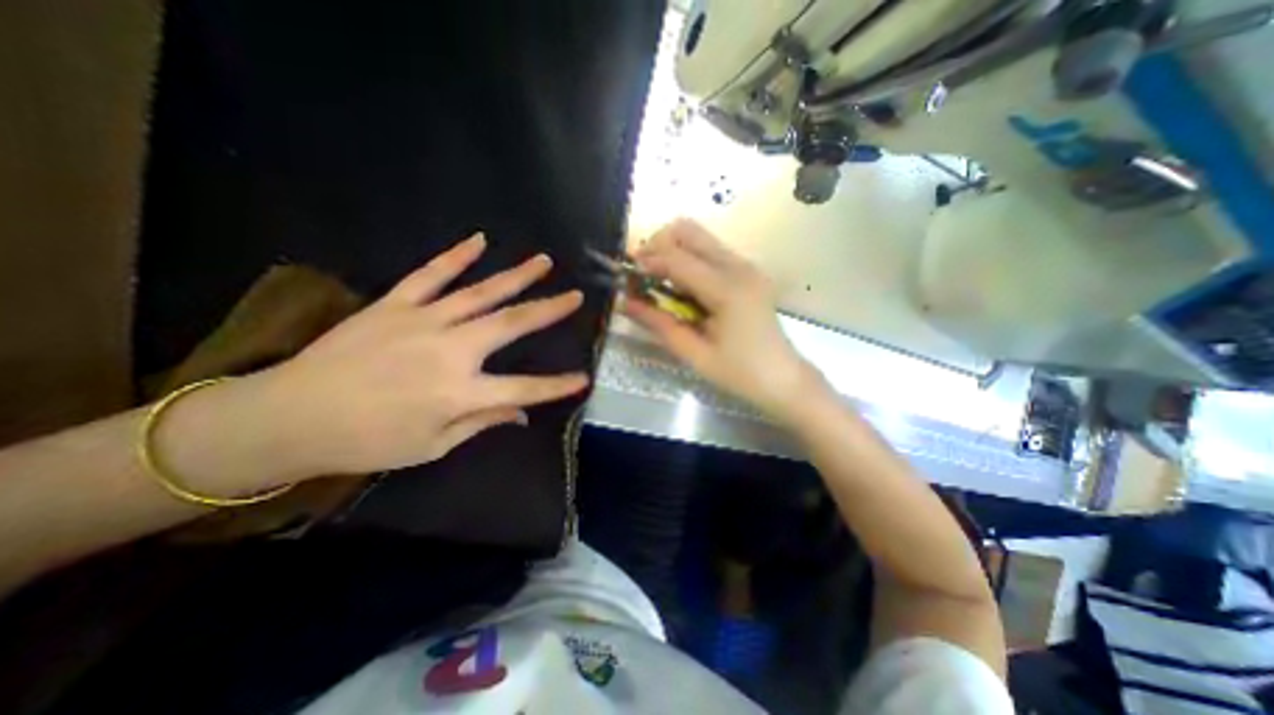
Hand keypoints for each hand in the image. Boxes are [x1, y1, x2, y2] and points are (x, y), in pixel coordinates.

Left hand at [265, 235, 592, 478]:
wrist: (288, 417)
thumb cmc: (367, 441)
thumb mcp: (432, 445)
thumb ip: (481, 423)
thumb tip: (520, 414)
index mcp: (459, 392)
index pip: (524, 389)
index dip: (557, 386)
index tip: (583, 378)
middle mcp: (450, 350)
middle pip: (511, 324)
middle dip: (549, 310)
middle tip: (575, 296)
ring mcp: (422, 321)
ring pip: (480, 292)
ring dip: (516, 276)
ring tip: (543, 262)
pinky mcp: (394, 305)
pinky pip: (431, 274)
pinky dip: (456, 256)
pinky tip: (479, 240)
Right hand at [627, 219, 825, 422]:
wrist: (784, 379)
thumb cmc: (740, 373)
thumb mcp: (695, 354)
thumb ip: (659, 324)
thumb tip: (625, 302)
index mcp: (727, 290)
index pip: (677, 258)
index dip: (646, 262)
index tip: (626, 276)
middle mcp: (739, 267)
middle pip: (689, 230)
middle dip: (658, 245)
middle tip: (642, 272)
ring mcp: (747, 266)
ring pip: (700, 238)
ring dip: (673, 251)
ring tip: (658, 282)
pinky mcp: (748, 272)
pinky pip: (711, 252)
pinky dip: (688, 260)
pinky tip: (682, 288)